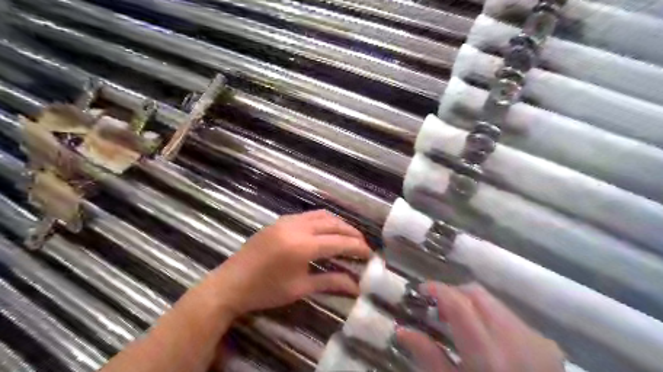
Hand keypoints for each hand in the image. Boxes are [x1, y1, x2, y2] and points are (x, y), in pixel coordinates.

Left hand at [207, 211, 372, 317]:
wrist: (231, 283)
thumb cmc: (266, 291)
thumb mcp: (300, 288)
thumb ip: (330, 282)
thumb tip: (356, 287)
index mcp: (302, 246)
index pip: (339, 242)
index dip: (357, 247)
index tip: (370, 253)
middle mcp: (297, 227)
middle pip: (333, 224)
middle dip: (351, 233)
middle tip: (363, 244)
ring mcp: (287, 221)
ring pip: (322, 215)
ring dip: (338, 224)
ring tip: (348, 236)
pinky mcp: (280, 220)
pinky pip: (309, 215)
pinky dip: (324, 220)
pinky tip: (327, 230)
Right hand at [395, 283, 566, 370]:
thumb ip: (427, 356)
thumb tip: (401, 330)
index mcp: (488, 354)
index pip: (458, 303)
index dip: (437, 289)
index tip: (421, 290)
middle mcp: (516, 339)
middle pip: (477, 293)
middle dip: (453, 293)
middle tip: (437, 308)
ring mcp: (536, 339)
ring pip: (493, 302)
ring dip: (471, 305)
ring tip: (459, 324)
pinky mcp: (547, 344)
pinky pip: (510, 317)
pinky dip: (490, 318)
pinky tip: (486, 339)